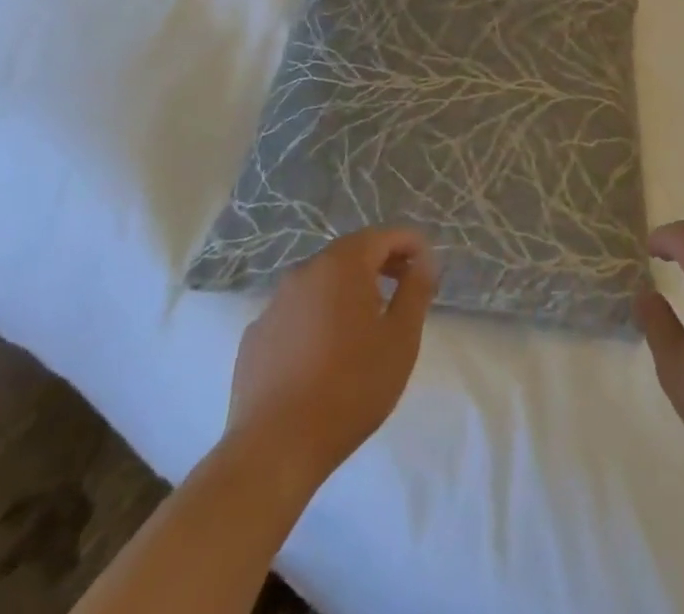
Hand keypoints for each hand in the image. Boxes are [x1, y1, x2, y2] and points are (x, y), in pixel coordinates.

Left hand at [225, 227, 439, 484]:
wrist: (275, 448)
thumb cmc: (351, 386)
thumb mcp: (401, 337)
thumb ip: (416, 289)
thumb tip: (424, 260)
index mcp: (343, 264)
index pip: (384, 236)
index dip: (411, 245)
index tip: (428, 267)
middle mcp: (305, 272)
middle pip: (350, 254)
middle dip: (381, 263)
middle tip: (404, 287)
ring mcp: (274, 303)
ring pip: (321, 283)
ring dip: (347, 290)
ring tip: (366, 323)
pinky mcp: (255, 336)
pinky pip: (296, 313)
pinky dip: (317, 317)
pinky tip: (324, 352)